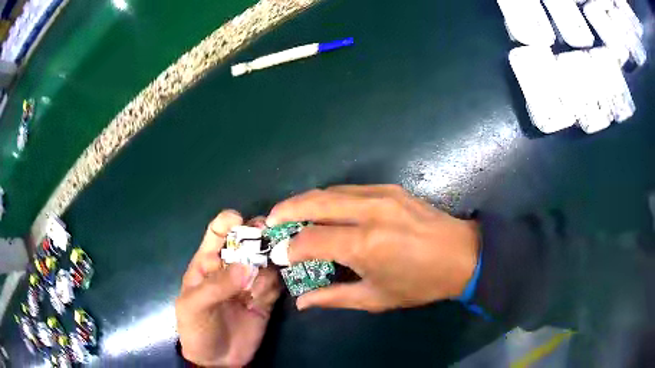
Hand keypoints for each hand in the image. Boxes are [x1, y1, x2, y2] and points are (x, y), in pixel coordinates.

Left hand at [176, 211, 280, 366]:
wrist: (217, 361)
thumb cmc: (196, 328)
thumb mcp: (195, 306)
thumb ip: (217, 286)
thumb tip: (246, 266)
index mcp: (207, 263)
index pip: (217, 233)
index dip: (228, 222)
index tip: (242, 220)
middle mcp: (230, 269)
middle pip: (247, 242)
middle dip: (258, 238)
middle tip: (270, 241)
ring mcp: (249, 284)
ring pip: (265, 262)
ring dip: (267, 268)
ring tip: (257, 289)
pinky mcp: (265, 300)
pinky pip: (275, 284)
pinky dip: (274, 286)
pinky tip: (263, 299)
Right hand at [267, 185, 478, 312]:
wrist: (463, 255)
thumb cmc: (421, 283)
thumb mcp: (376, 298)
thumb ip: (334, 298)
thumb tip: (302, 301)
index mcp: (366, 244)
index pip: (312, 239)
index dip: (290, 247)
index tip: (279, 255)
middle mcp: (370, 211)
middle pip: (315, 202)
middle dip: (286, 209)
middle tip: (270, 221)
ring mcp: (382, 194)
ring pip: (331, 190)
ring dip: (306, 200)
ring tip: (290, 214)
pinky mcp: (391, 188)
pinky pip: (350, 189)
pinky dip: (329, 198)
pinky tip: (323, 209)